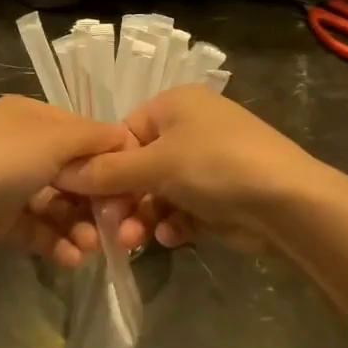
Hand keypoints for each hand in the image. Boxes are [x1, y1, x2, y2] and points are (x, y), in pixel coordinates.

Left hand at [0, 95, 131, 267]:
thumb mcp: (51, 140)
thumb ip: (94, 139)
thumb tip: (127, 140)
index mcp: (30, 116)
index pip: (84, 133)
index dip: (111, 159)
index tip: (134, 188)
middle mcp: (19, 145)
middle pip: (73, 172)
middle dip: (97, 200)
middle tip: (117, 226)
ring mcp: (7, 184)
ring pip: (58, 203)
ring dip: (79, 225)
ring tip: (91, 247)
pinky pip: (38, 228)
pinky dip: (56, 242)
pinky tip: (72, 258)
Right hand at [53, 87, 319, 251]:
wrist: (288, 202)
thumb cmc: (215, 166)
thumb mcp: (156, 164)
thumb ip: (107, 172)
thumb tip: (60, 171)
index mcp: (173, 105)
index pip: (122, 134)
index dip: (103, 168)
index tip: (86, 199)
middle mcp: (189, 129)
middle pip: (138, 167)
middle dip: (124, 201)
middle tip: (110, 230)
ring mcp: (207, 163)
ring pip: (159, 193)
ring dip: (144, 218)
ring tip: (136, 242)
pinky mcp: (220, 196)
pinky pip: (183, 209)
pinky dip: (174, 224)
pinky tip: (174, 238)